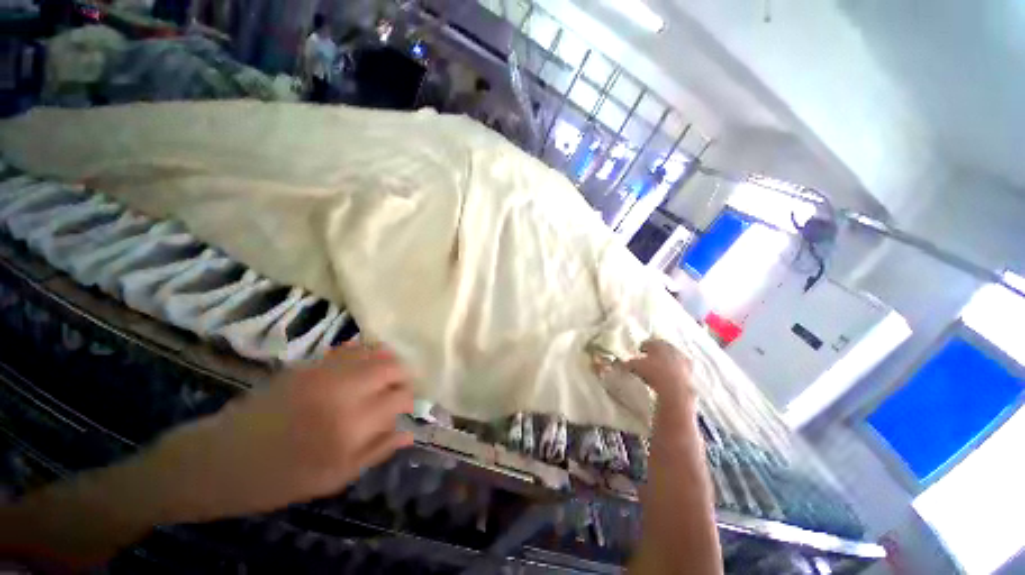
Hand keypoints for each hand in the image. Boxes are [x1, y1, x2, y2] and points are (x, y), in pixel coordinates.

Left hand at [149, 344, 414, 522]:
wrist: (219, 460)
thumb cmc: (279, 479)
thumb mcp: (334, 478)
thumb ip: (376, 452)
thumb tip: (408, 433)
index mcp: (350, 425)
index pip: (400, 397)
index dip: (408, 400)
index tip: (405, 407)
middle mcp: (343, 391)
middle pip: (392, 366)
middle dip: (402, 376)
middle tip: (397, 390)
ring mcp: (324, 372)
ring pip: (374, 352)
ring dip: (386, 362)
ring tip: (384, 377)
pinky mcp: (308, 364)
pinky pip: (349, 348)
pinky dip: (364, 353)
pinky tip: (362, 366)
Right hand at [623, 339, 695, 404]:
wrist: (675, 389)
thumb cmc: (653, 373)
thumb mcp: (634, 366)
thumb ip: (627, 363)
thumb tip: (620, 363)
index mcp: (658, 343)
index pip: (648, 342)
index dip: (643, 347)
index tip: (639, 352)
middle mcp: (671, 348)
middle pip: (662, 348)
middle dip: (656, 353)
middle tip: (649, 360)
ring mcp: (682, 359)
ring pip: (672, 358)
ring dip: (666, 362)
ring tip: (659, 370)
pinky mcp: (690, 372)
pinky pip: (680, 369)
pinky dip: (675, 372)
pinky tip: (669, 378)